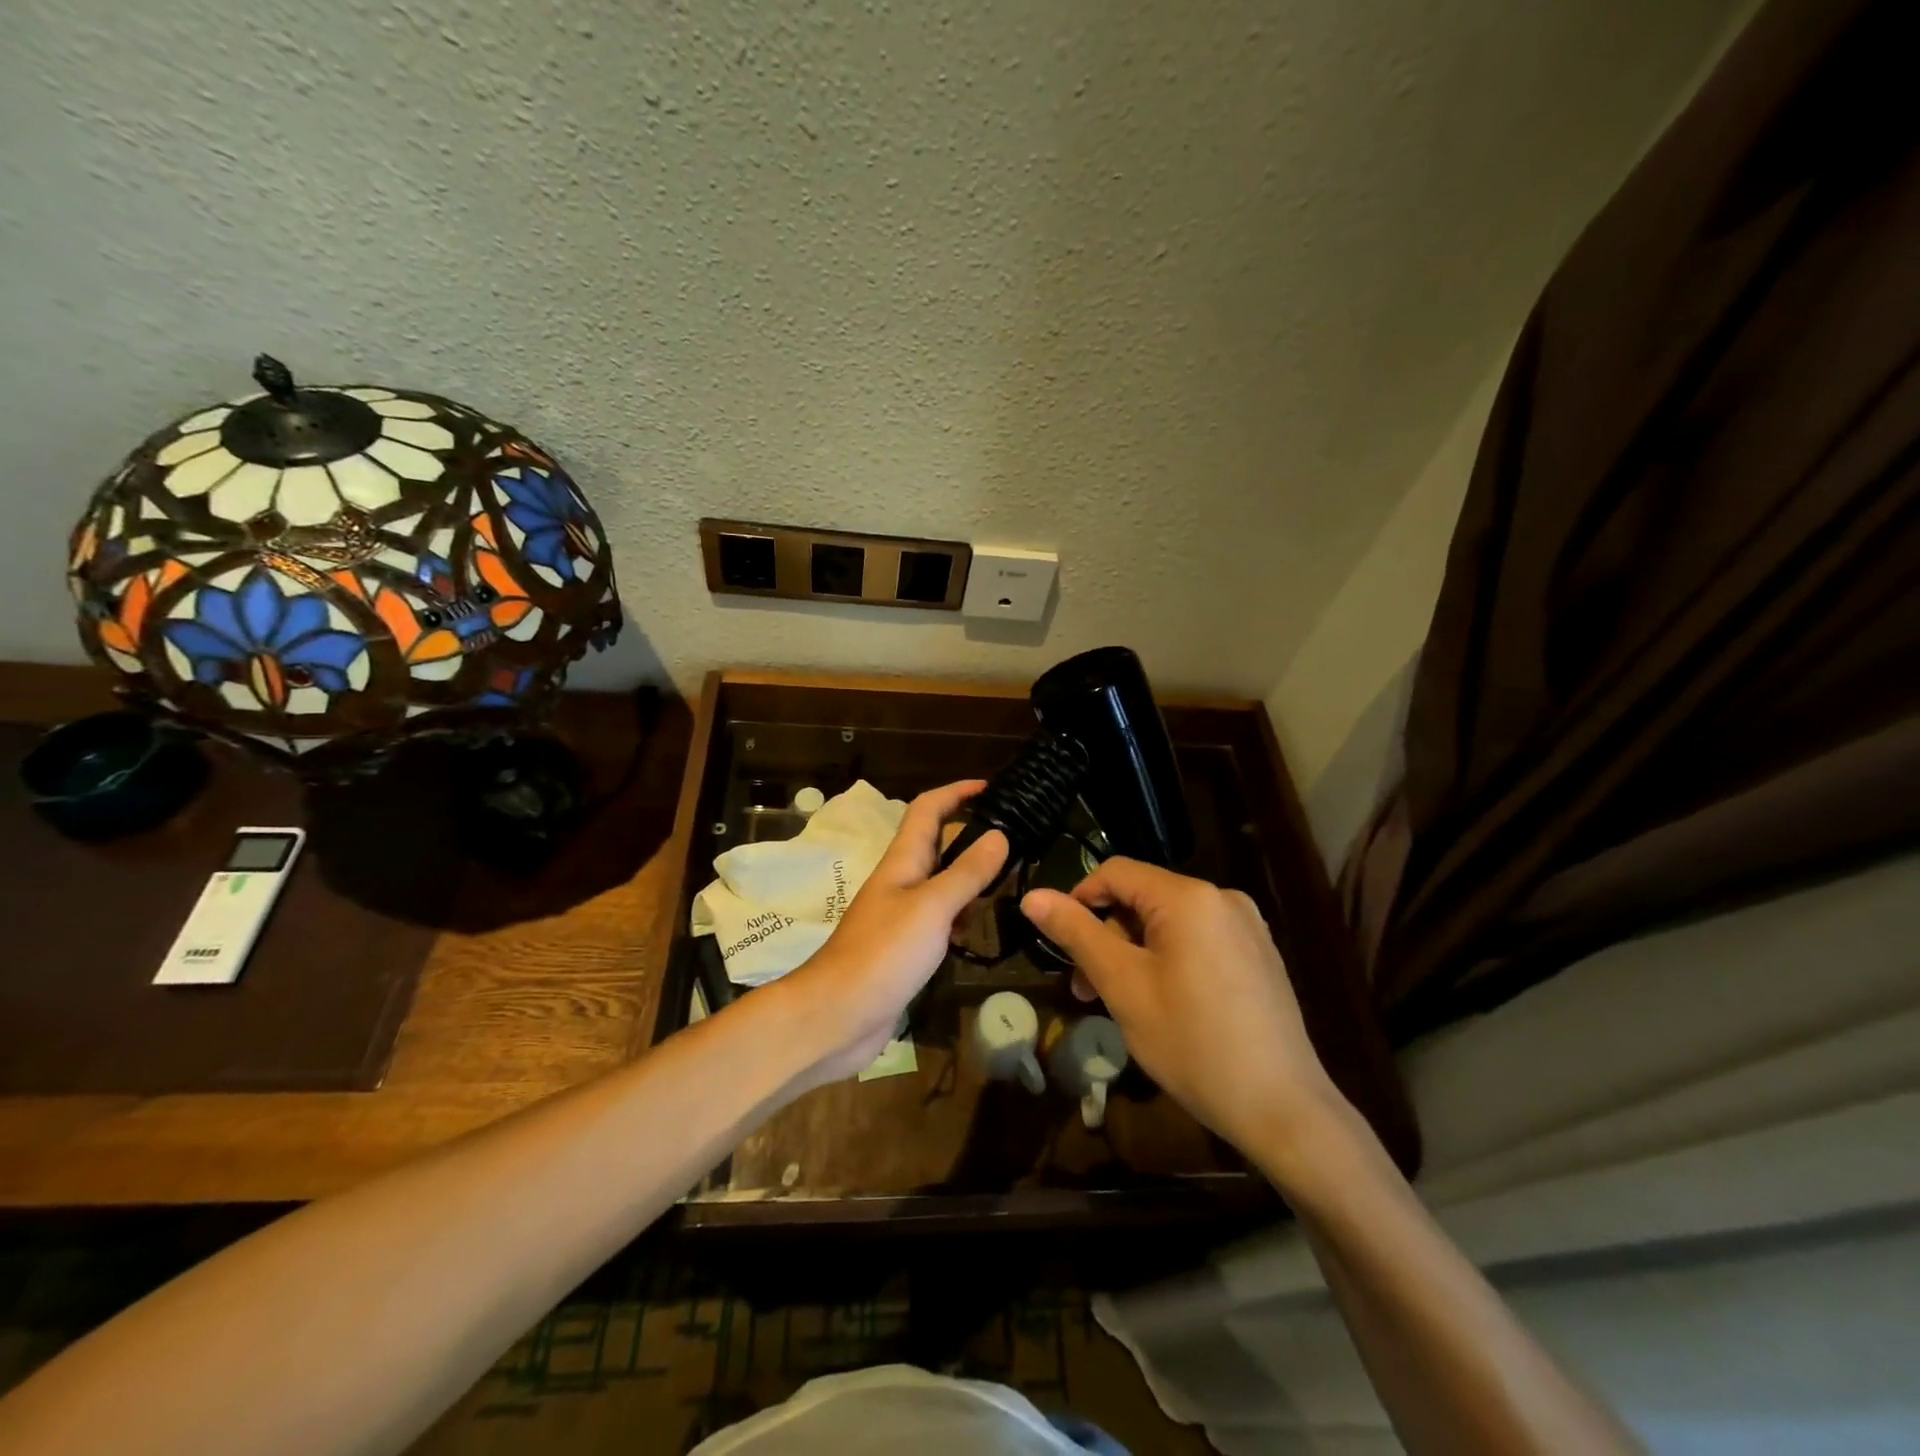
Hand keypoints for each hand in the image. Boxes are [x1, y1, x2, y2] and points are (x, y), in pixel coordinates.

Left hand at [775, 781, 1007, 1085]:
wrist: (836, 1016)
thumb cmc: (882, 953)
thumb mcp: (932, 908)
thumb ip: (966, 873)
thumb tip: (999, 834)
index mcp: (903, 861)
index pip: (928, 809)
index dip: (956, 792)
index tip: (992, 788)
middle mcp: (902, 881)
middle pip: (938, 844)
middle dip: (973, 835)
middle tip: (1017, 841)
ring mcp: (902, 916)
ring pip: (942, 883)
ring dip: (972, 878)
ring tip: (1011, 882)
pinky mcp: (906, 948)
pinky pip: (940, 920)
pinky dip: (962, 918)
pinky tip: (981, 931)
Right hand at [1021, 859, 1339, 1154]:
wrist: (1284, 1110)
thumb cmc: (1193, 1043)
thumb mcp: (1123, 986)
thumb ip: (1077, 934)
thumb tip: (1032, 896)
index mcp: (1189, 897)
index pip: (1116, 872)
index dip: (1078, 899)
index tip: (1059, 943)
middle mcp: (1222, 899)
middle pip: (1144, 898)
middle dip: (1106, 934)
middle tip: (1085, 988)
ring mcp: (1247, 927)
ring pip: (1169, 923)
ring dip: (1134, 951)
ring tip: (1120, 1002)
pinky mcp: (1259, 956)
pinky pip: (1198, 941)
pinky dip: (1167, 960)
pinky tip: (1163, 1004)